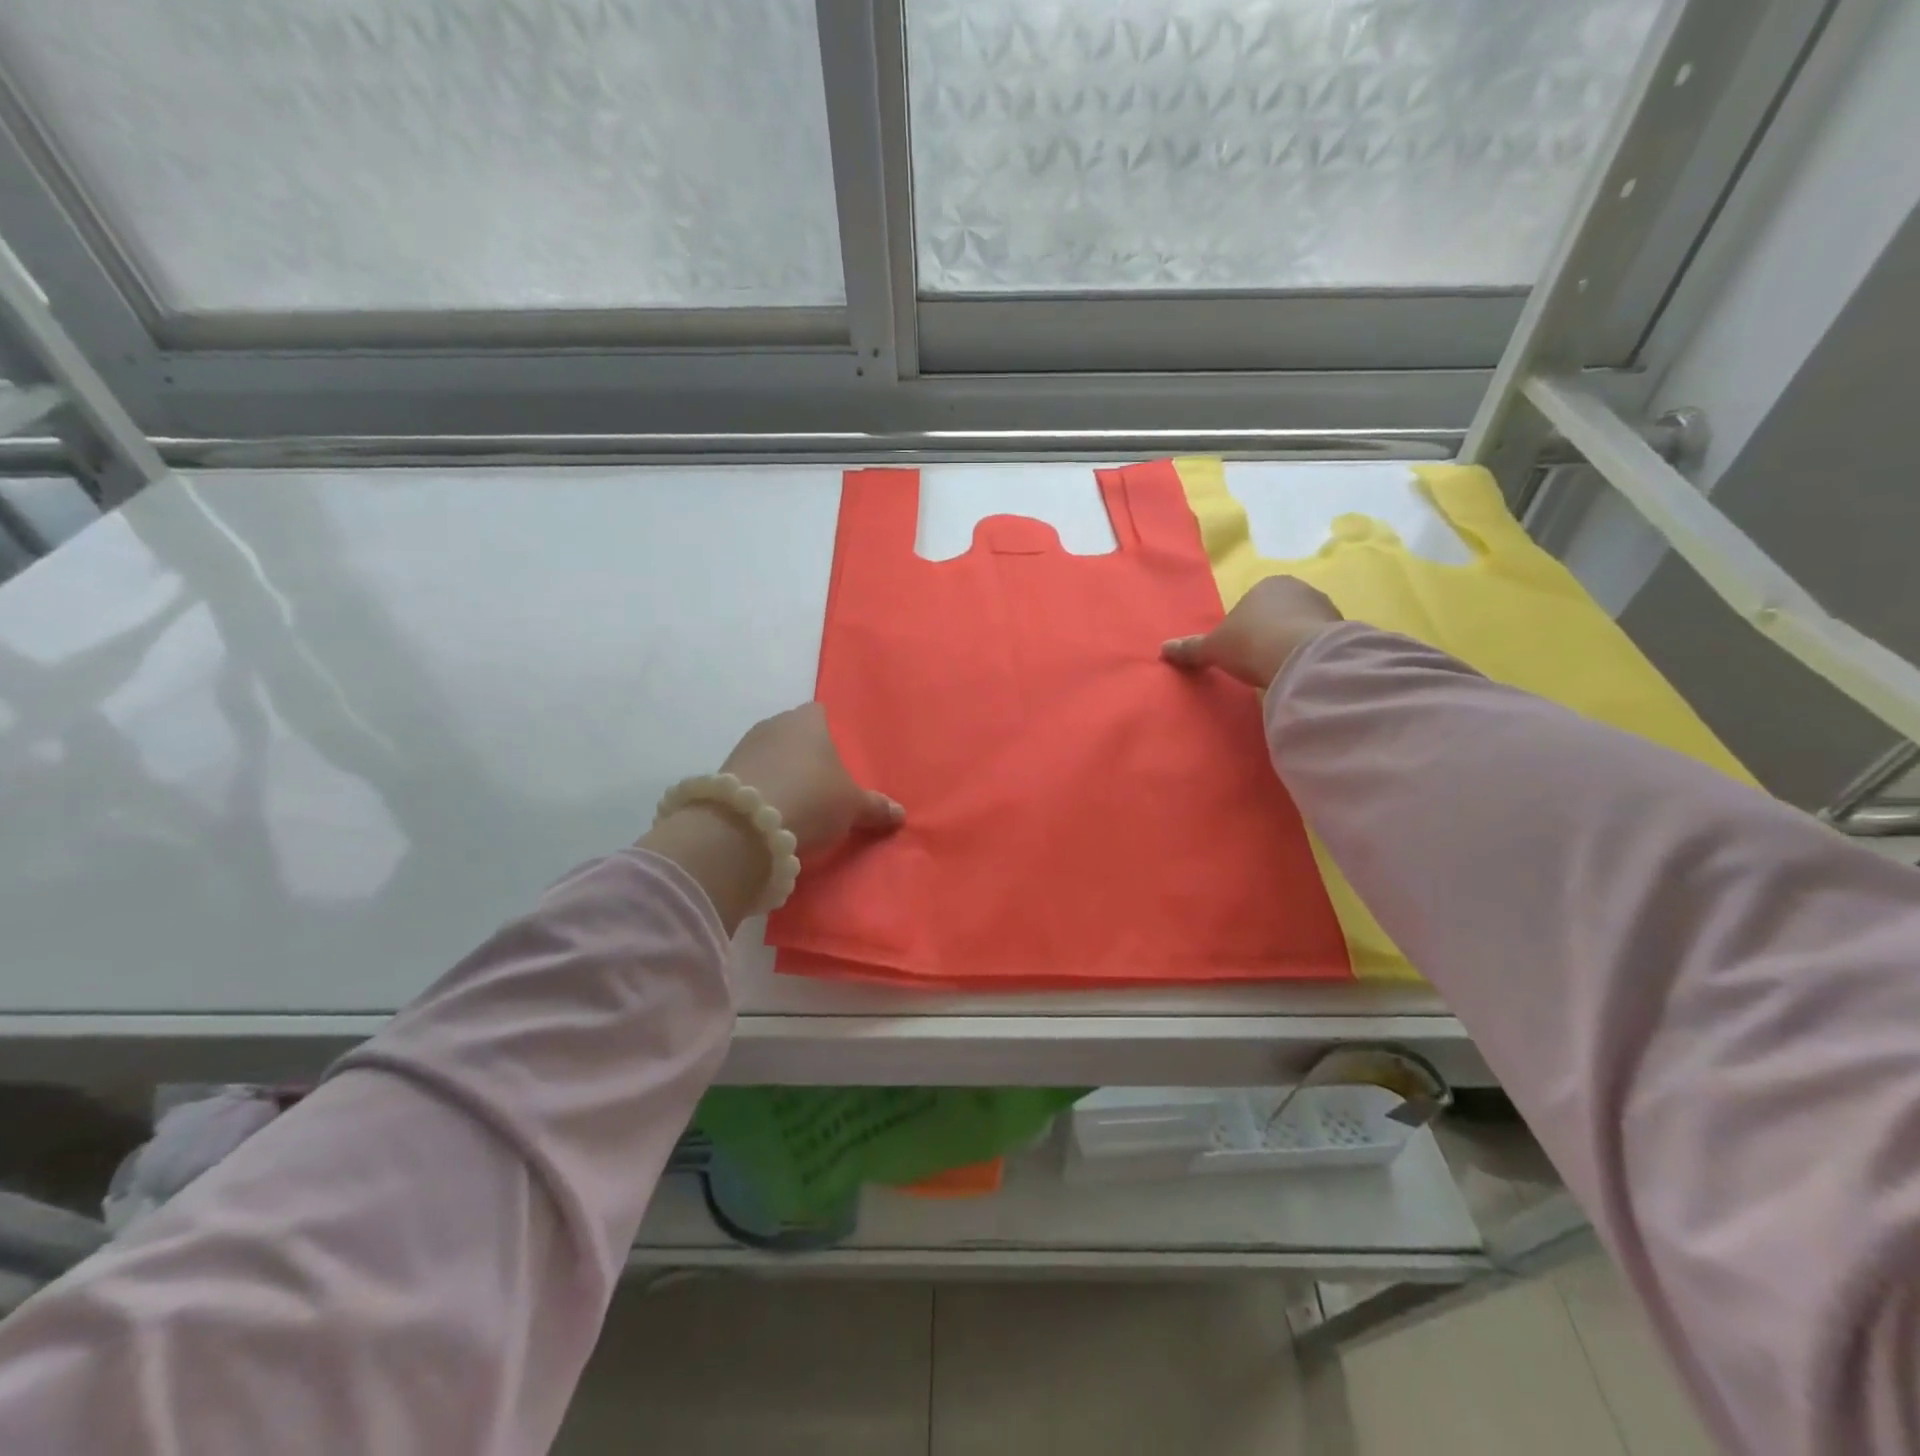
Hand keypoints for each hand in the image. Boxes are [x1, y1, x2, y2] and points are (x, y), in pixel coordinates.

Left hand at [719, 702, 903, 853]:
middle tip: (822, 784)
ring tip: (796, 802)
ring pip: (770, 754)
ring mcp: (745, 746)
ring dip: (780, 771)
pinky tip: (771, 811)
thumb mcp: (852, 807)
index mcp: (809, 720)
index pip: (820, 713)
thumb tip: (900, 813)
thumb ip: (875, 807)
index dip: (829, 733)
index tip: (838, 758)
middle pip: (794, 733)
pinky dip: (762, 788)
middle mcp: (774, 724)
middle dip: (805, 754)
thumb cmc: (811, 799)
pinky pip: (752, 775)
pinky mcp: (724, 772)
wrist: (745, 825)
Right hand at [1161, 576, 1343, 689]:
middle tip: (1258, 661)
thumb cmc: (1251, 643)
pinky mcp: (1341, 630)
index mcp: (1266, 584)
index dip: (1244, 626)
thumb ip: (1191, 648)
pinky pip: (1319, 643)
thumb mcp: (1214, 648)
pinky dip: (1309, 655)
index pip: (1252, 602)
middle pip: (1278, 612)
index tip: (1239, 650)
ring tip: (1279, 670)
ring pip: (1301, 626)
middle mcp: (1298, 588)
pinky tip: (1299, 672)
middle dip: (1270, 633)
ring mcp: (1324, 607)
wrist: (1301, 658)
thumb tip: (1163, 649)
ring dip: (1291, 644)